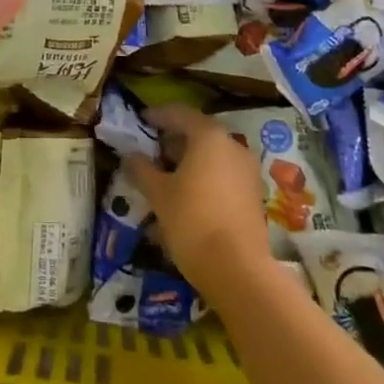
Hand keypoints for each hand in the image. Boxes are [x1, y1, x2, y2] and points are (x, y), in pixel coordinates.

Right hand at [122, 105, 272, 296]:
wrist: (239, 270)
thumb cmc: (193, 221)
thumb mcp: (159, 194)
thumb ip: (142, 170)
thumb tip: (130, 155)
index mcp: (209, 136)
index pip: (180, 113)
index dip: (158, 115)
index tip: (142, 120)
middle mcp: (232, 146)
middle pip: (199, 133)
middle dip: (174, 140)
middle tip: (151, 151)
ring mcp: (247, 171)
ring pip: (213, 155)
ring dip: (189, 160)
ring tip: (166, 176)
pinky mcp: (253, 195)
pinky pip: (223, 174)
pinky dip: (204, 177)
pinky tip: (187, 196)